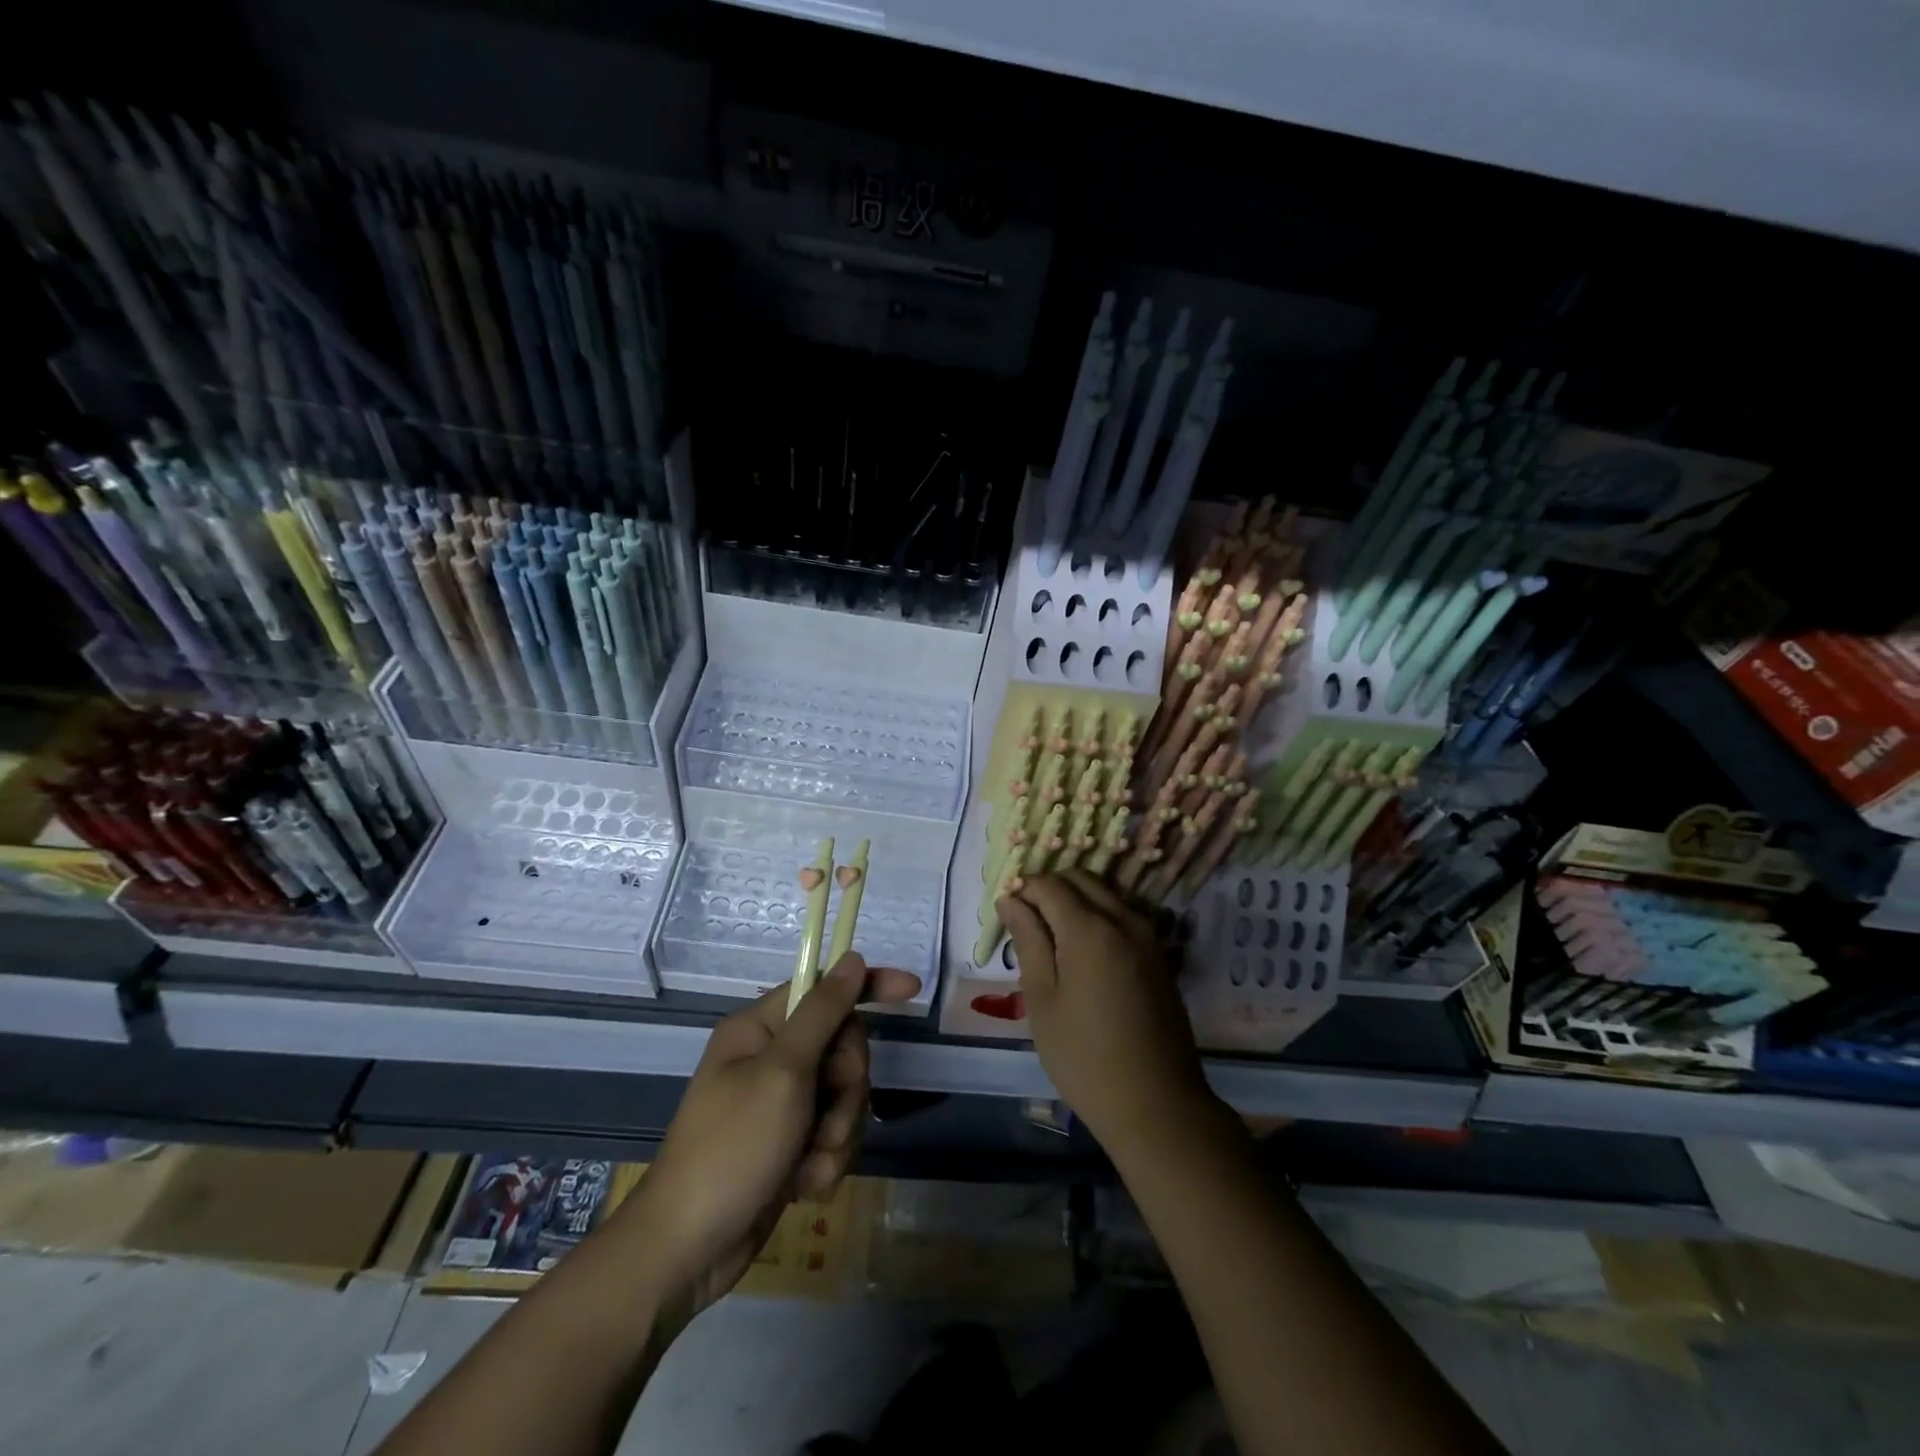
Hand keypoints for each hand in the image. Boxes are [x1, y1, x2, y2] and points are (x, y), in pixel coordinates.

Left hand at [629, 953, 920, 1313]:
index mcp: (760, 1029)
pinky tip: (803, 1187)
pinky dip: (826, 1161)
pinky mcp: (790, 1143)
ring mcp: (782, 1103)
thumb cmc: (731, 1149)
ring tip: (809, 1164)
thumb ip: (822, 1012)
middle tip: (826, 1118)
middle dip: (847, 1089)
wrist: (687, 1251)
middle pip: (843, 1047)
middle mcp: (772, 1058)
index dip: (868, 986)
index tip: (912, 990)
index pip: (825, 989)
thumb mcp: (783, 1072)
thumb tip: (852, 957)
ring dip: (837, 1133)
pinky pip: (833, 1134)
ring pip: (844, 1096)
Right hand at [999, 870, 1215, 1153]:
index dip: (1023, 889)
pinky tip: (1083, 949)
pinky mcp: (1159, 954)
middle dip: (1049, 887)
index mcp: (1089, 929)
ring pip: (1105, 892)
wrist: (1155, 1103)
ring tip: (1051, 935)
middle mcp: (1123, 919)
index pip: (1049, 884)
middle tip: (1026, 920)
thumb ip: (1028, 940)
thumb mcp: (1042, 999)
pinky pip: (1124, 913)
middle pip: (1081, 878)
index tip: (1006, 911)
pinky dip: (1099, 913)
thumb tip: (1011, 899)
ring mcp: (1148, 935)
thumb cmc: (1083, 1056)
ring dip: (1076, 898)